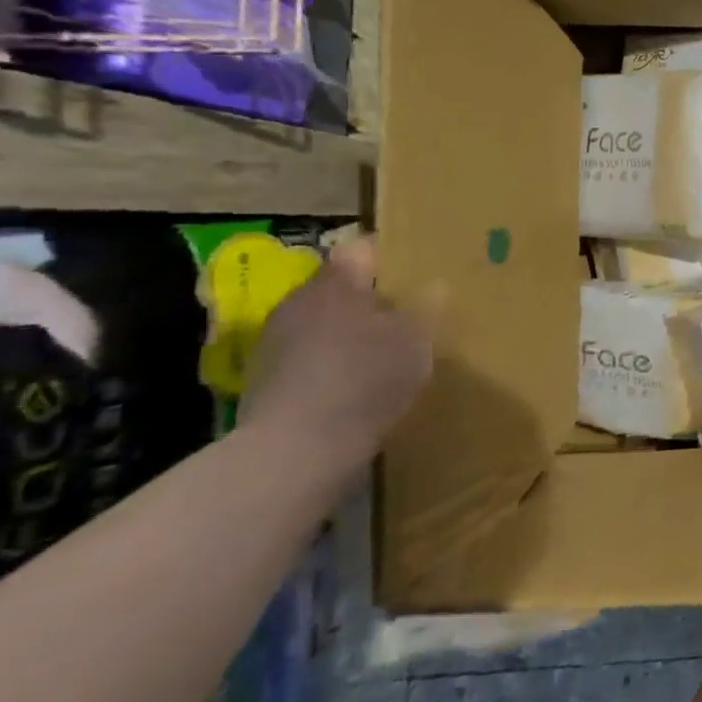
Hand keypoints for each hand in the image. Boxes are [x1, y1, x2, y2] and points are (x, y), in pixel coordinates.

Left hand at [240, 239, 432, 475]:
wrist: (295, 451)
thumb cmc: (365, 380)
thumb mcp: (417, 340)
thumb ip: (426, 308)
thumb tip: (435, 286)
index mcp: (335, 283)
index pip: (361, 250)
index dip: (390, 256)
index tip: (417, 269)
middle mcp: (298, 303)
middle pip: (339, 288)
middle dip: (372, 298)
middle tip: (410, 313)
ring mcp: (275, 344)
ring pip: (324, 323)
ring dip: (351, 333)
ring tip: (386, 352)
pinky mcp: (266, 382)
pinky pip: (311, 358)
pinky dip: (334, 364)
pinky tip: (358, 386)